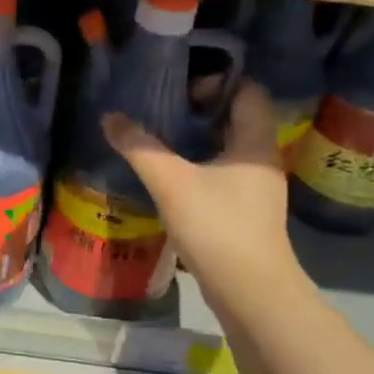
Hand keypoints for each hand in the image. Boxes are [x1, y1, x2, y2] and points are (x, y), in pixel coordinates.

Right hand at [102, 83, 299, 296]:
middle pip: (236, 119)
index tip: (180, 90)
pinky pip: (225, 176)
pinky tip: (173, 180)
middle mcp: (263, 160)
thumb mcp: (171, 182)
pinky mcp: (249, 214)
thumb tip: (110, 118)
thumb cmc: (217, 227)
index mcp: (255, 142)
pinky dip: (201, 169)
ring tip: (161, 142)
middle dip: (200, 112)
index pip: (247, 92)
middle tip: (162, 112)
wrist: (250, 292)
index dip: (216, 82)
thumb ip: (140, 148)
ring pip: (229, 151)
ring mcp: (258, 189)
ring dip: (199, 142)